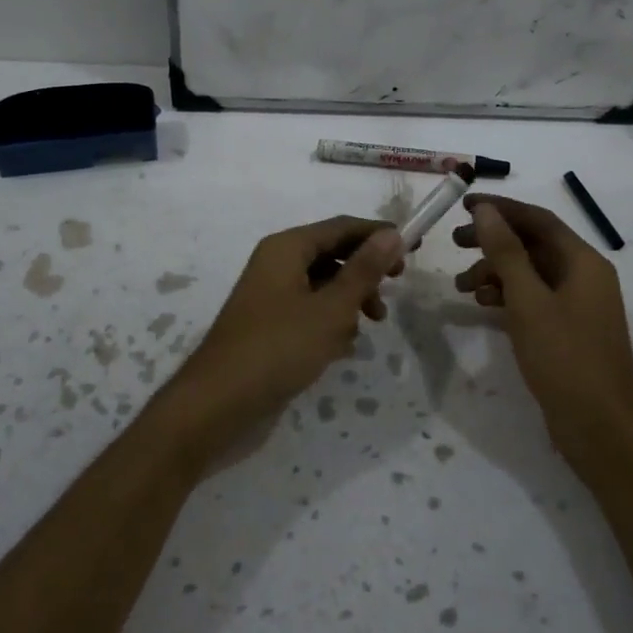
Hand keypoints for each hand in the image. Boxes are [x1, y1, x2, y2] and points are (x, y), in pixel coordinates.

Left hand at [163, 216, 403, 458]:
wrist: (218, 405)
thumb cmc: (278, 348)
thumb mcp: (331, 309)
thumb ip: (363, 271)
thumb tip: (393, 234)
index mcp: (287, 248)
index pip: (342, 227)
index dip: (378, 235)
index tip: (414, 251)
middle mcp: (276, 264)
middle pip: (332, 254)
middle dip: (365, 272)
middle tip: (393, 292)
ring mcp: (271, 296)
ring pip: (323, 285)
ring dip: (350, 301)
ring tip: (369, 326)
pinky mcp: (270, 326)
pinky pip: (309, 311)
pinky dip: (330, 322)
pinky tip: (343, 349)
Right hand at [452, 194, 632, 466]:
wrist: (602, 430)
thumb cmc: (566, 359)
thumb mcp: (528, 301)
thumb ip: (506, 253)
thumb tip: (486, 210)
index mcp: (583, 262)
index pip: (538, 219)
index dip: (501, 208)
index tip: (463, 205)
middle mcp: (584, 276)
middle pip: (533, 244)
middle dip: (493, 241)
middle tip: (454, 243)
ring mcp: (578, 305)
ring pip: (530, 273)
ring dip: (496, 272)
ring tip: (462, 286)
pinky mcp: (568, 330)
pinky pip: (534, 299)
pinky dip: (508, 297)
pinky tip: (483, 306)